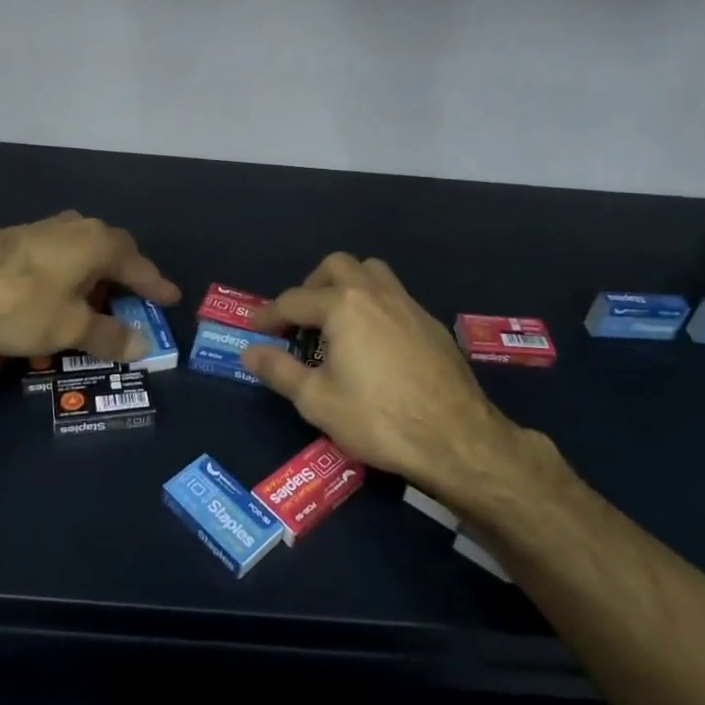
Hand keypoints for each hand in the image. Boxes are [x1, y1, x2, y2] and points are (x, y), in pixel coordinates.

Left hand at [0, 212, 179, 363]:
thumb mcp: (70, 327)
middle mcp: (76, 228)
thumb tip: (143, 345)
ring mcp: (43, 228)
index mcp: (98, 243)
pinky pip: (59, 253)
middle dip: (126, 274)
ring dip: (95, 272)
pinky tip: (57, 289)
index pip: (138, 264)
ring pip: (83, 249)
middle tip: (135, 296)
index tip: (171, 297)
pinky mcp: (16, 237)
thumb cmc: (21, 303)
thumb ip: (108, 335)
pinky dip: (70, 272)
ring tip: (97, 296)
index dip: (155, 285)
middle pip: (112, 249)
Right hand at [241, 254, 545, 503]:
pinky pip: (394, 296)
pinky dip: (374, 305)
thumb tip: (249, 352)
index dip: (269, 315)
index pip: (294, 301)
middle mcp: (375, 293)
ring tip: (337, 321)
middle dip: (312, 285)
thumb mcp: (317, 400)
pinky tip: (374, 342)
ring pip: (372, 272)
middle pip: (337, 266)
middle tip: (301, 318)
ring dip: (348, 286)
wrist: (456, 437)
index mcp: (343, 305)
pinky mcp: (430, 323)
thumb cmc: (378, 418)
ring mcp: (408, 304)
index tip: (256, 329)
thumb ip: (279, 370)